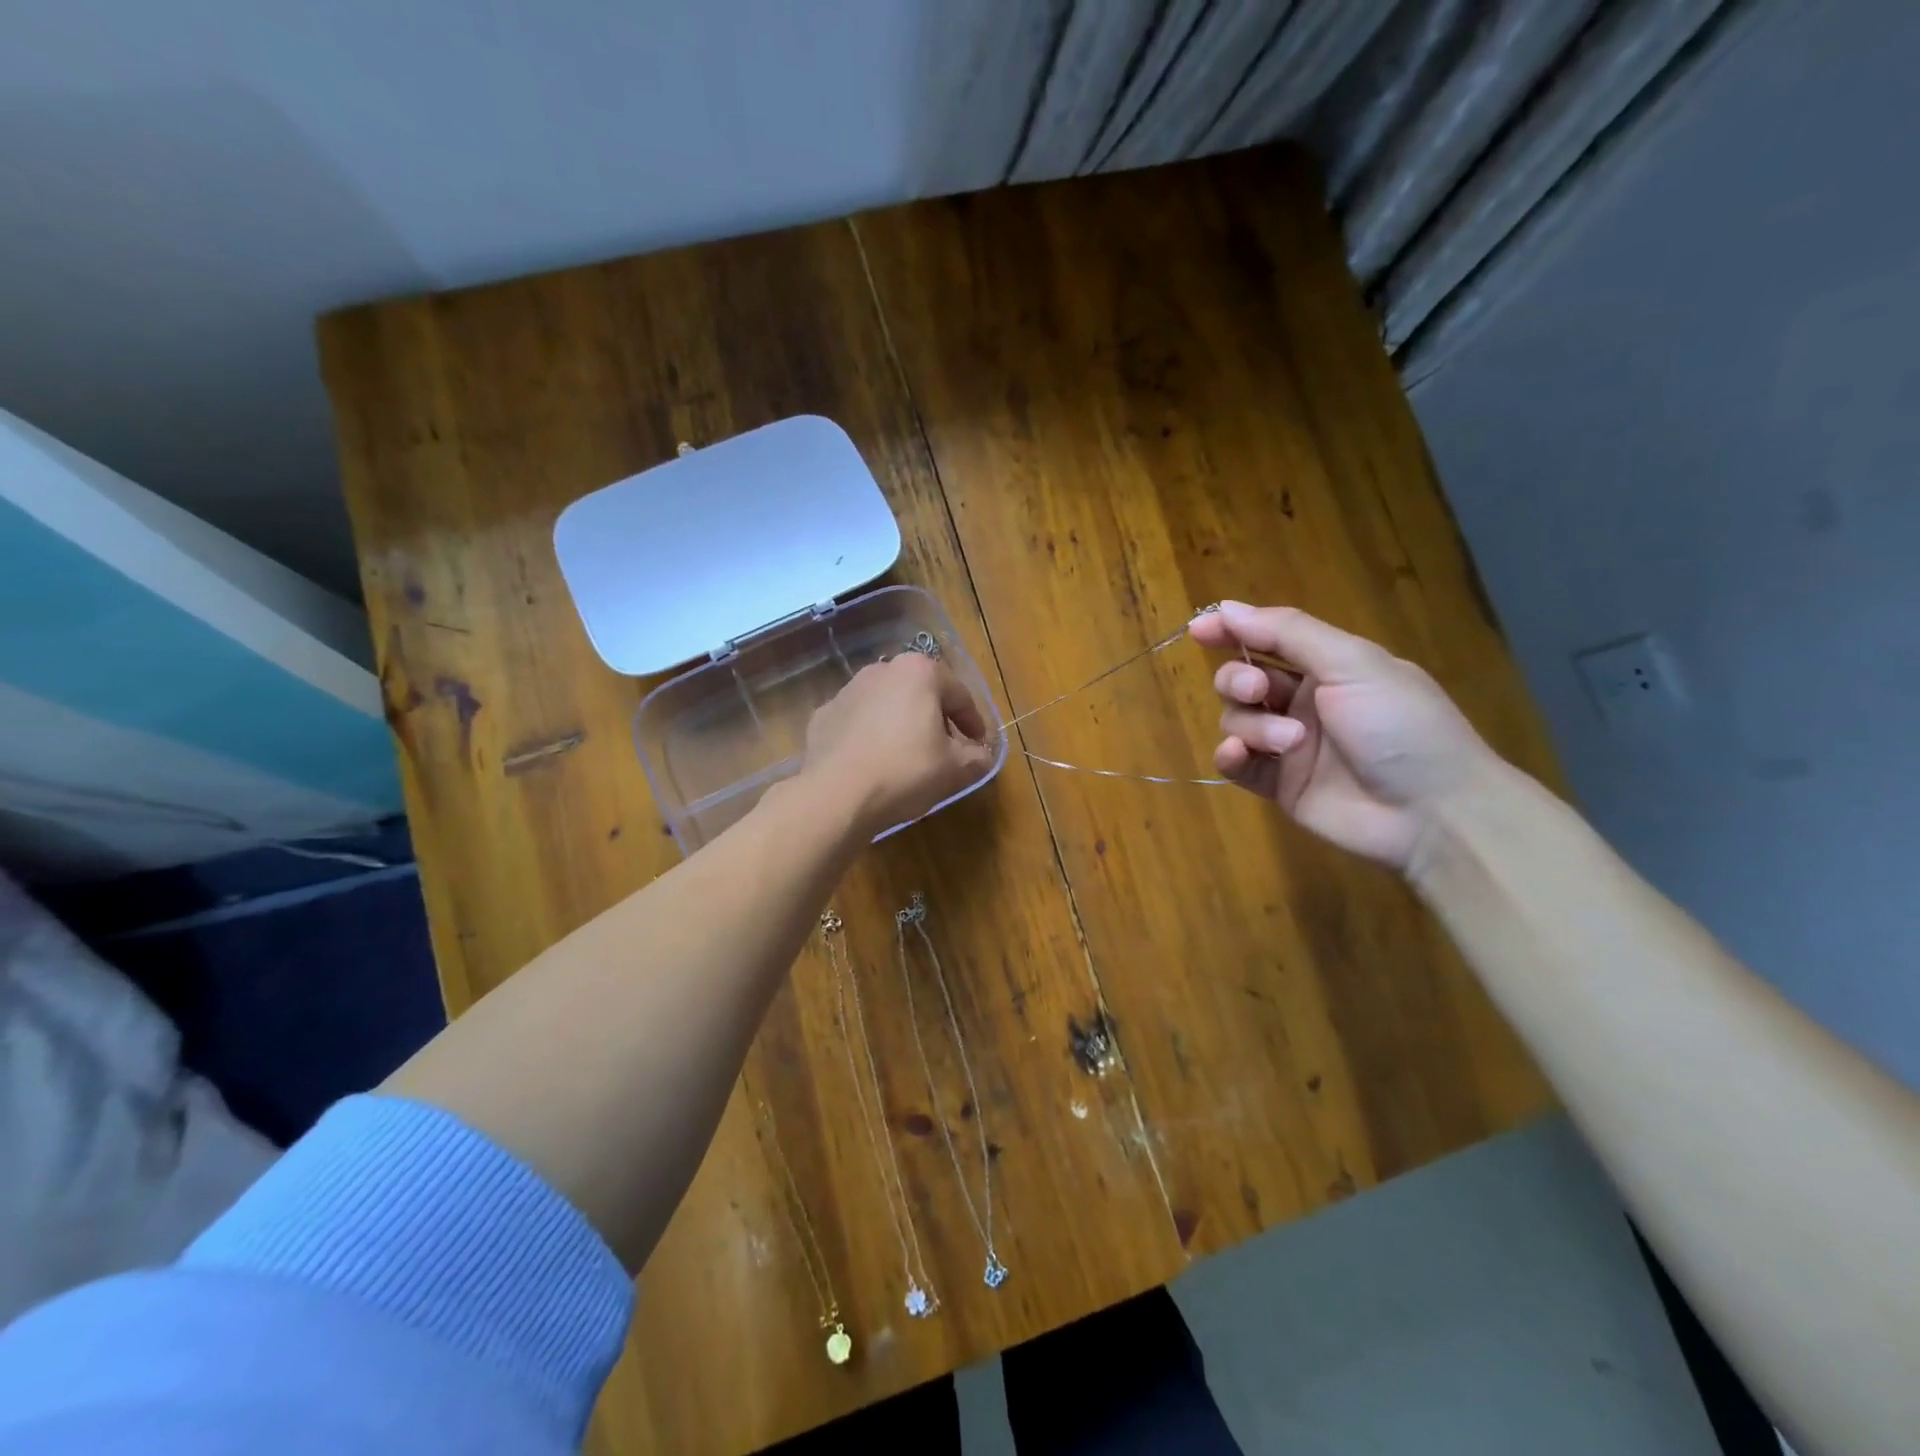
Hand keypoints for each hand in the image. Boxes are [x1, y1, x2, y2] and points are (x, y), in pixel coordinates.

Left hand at [798, 651, 996, 837]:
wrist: (836, 794)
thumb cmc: (905, 771)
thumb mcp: (955, 769)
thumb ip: (977, 757)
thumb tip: (982, 755)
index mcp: (919, 672)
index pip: (959, 695)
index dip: (973, 723)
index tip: (978, 746)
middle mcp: (881, 670)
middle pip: (921, 694)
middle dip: (936, 719)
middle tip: (945, 750)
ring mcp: (847, 690)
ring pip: (887, 705)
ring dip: (901, 725)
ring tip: (907, 758)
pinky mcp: (823, 715)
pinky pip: (858, 722)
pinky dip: (869, 736)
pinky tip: (873, 763)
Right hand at [1190, 601, 1499, 871]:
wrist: (1432, 812)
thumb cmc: (1400, 725)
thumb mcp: (1352, 663)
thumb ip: (1288, 632)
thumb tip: (1228, 607)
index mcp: (1327, 667)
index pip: (1267, 639)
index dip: (1231, 630)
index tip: (1200, 629)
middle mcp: (1303, 702)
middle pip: (1242, 679)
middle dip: (1238, 680)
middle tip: (1258, 689)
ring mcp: (1289, 745)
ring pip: (1237, 720)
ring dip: (1253, 725)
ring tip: (1290, 743)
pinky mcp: (1279, 785)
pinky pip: (1237, 763)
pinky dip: (1231, 756)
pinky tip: (1242, 755)